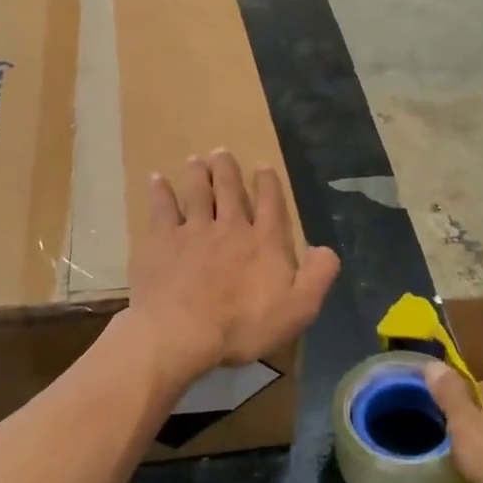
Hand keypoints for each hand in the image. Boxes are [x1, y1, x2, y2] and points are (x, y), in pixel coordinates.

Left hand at [127, 149, 340, 381]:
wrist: (183, 331)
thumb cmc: (244, 325)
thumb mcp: (298, 308)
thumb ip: (318, 276)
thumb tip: (326, 249)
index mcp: (265, 242)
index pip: (271, 204)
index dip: (268, 183)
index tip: (263, 166)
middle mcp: (231, 227)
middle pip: (230, 191)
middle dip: (227, 169)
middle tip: (221, 151)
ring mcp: (194, 231)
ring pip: (197, 193)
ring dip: (197, 174)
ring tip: (195, 160)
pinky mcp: (162, 241)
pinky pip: (161, 210)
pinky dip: (160, 193)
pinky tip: (156, 180)